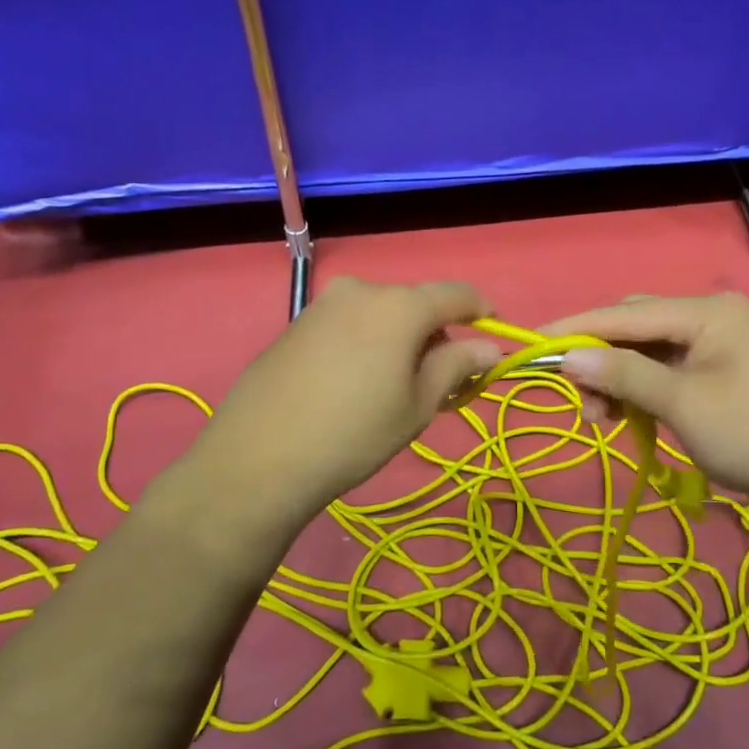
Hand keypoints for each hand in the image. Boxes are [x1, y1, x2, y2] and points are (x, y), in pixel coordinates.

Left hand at [176, 277, 500, 533]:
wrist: (257, 458)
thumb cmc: (353, 434)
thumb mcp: (417, 405)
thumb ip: (456, 366)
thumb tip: (489, 348)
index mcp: (399, 305)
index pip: (456, 294)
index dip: (481, 311)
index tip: (492, 337)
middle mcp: (362, 290)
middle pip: (416, 303)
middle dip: (435, 334)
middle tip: (438, 381)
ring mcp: (323, 304)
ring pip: (381, 313)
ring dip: (399, 338)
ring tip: (392, 387)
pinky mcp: (296, 323)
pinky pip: (348, 323)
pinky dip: (366, 342)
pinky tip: (353, 384)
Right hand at [543, 293, 748, 523]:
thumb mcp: (681, 403)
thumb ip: (623, 375)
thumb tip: (567, 358)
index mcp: (706, 311)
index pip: (626, 313)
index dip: (577, 328)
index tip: (533, 342)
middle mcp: (710, 317)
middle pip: (635, 327)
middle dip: (599, 359)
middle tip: (575, 396)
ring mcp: (716, 345)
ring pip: (647, 352)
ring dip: (618, 379)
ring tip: (600, 418)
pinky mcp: (718, 373)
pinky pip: (666, 371)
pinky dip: (641, 390)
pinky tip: (626, 415)